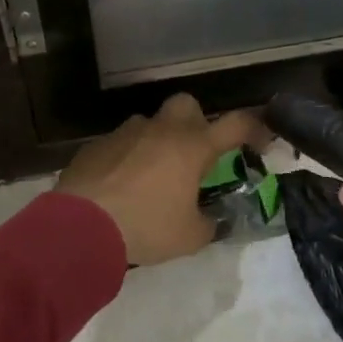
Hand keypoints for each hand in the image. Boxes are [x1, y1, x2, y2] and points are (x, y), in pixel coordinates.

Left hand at [58, 94, 265, 266]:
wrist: (81, 225)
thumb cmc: (146, 226)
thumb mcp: (189, 237)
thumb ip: (207, 223)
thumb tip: (209, 220)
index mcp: (192, 147)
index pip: (235, 124)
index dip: (255, 128)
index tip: (262, 142)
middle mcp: (161, 130)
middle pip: (187, 104)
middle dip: (195, 122)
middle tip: (194, 154)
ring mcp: (126, 133)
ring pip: (149, 124)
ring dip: (157, 142)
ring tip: (152, 177)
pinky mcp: (97, 144)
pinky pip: (120, 143)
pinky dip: (127, 158)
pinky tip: (120, 185)